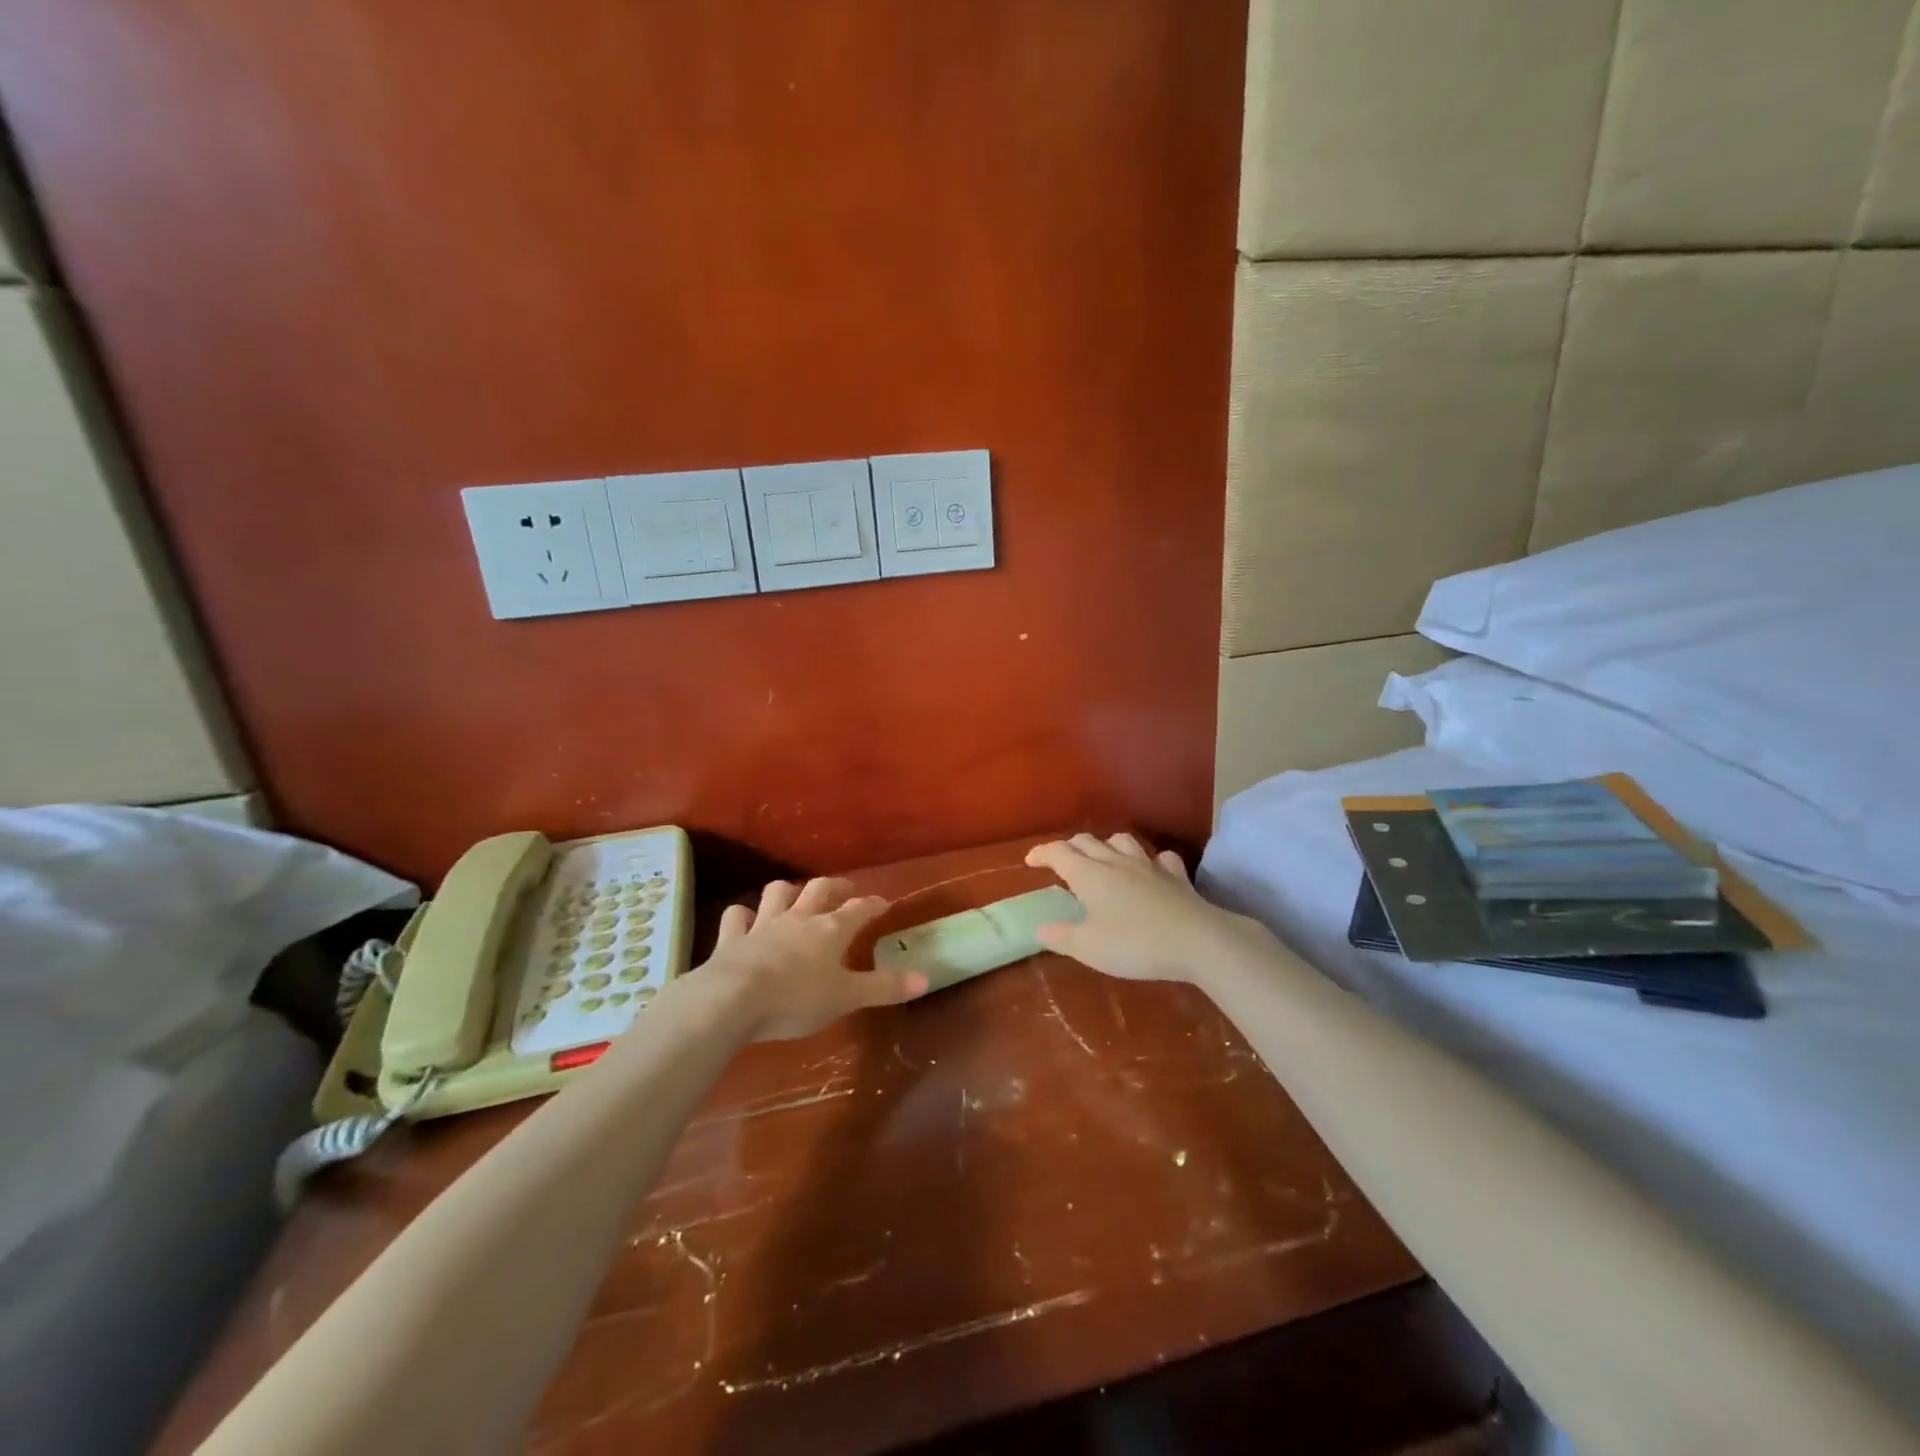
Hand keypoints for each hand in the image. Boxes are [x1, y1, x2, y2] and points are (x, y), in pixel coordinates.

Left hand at [701, 877, 928, 1041]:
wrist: (733, 999)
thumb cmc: (797, 999)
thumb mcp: (847, 997)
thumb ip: (884, 987)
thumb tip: (925, 979)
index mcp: (830, 930)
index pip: (859, 909)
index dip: (873, 904)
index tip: (884, 902)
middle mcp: (799, 918)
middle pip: (819, 890)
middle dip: (834, 887)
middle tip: (844, 889)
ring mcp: (762, 925)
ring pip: (777, 893)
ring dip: (787, 891)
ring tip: (794, 895)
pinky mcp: (732, 939)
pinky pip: (736, 917)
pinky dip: (742, 915)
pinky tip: (744, 919)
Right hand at [1025, 833, 1268, 982]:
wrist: (1197, 941)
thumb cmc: (1134, 944)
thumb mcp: (1089, 948)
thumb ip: (1061, 938)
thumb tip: (1039, 930)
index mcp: (1089, 874)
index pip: (1058, 852)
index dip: (1042, 853)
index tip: (1030, 861)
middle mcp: (1115, 861)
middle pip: (1087, 841)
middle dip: (1070, 847)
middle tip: (1061, 862)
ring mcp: (1148, 865)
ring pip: (1122, 841)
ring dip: (1107, 846)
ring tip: (1103, 860)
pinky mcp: (1176, 876)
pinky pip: (1161, 858)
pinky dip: (1151, 861)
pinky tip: (1152, 871)